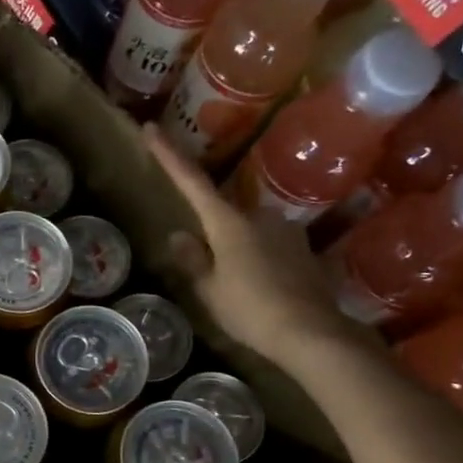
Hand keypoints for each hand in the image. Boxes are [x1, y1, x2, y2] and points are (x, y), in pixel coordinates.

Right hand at [143, 124, 355, 365]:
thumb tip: (179, 236)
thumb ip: (193, 260)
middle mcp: (259, 216)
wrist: (312, 333)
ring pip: (248, 232)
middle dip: (212, 234)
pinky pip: (269, 247)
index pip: (191, 182)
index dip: (169, 156)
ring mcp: (285, 230)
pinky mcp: (302, 249)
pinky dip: (259, 262)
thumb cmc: (251, 310)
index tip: (150, 129)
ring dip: (237, 251)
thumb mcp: (210, 290)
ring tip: (237, 289)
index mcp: (228, 223)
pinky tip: (261, 290)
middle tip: (209, 270)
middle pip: (224, 213)